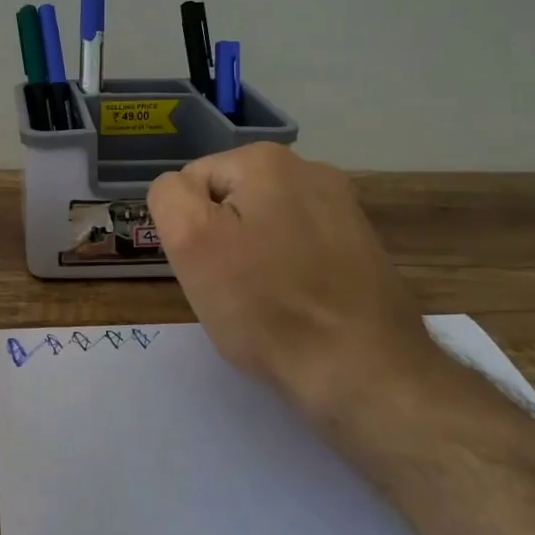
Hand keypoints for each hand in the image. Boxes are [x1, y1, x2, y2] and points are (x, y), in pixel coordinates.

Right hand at [147, 143, 433, 422]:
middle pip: (229, 202)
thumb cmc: (266, 305)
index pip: (191, 183)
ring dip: (252, 258)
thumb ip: (169, 196)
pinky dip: (288, 273)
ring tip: (266, 302)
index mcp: (266, 160)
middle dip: (221, 241)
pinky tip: (298, 307)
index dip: (189, 229)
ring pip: (263, 227)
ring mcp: (344, 209)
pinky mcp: (362, 247)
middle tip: (231, 289)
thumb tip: (181, 191)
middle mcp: (311, 170)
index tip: (208, 268)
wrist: (365, 374)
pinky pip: (299, 250)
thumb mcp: (190, 242)